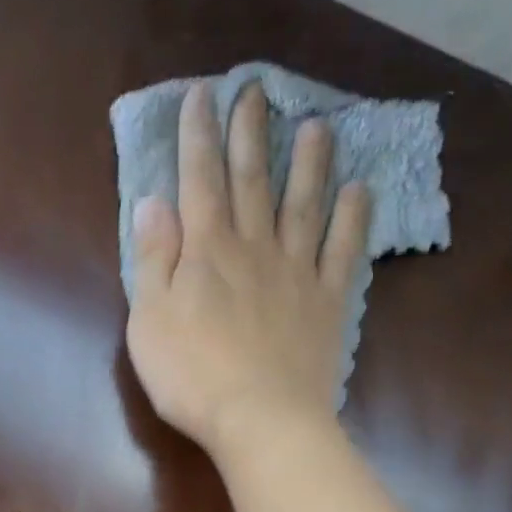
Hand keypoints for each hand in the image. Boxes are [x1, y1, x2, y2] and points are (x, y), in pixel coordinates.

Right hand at [125, 79, 370, 453]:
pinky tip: (360, 190)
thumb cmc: (192, 376)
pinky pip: (343, 251)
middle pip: (252, 182)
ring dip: (309, 164)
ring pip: (304, 205)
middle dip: (250, 134)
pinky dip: (353, 218)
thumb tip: (152, 203)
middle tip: (256, 92)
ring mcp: (297, 273)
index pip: (200, 182)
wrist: (261, 419)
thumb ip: (153, 260)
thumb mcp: (150, 320)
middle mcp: (254, 249)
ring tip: (317, 127)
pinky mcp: (327, 302)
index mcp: (207, 252)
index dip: (199, 137)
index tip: (202, 96)